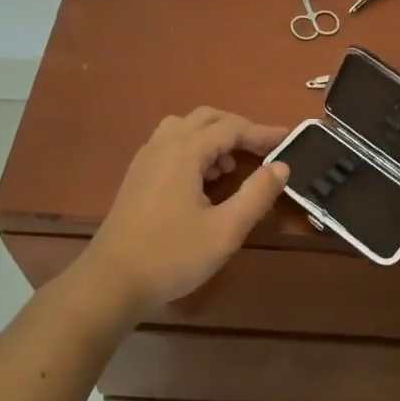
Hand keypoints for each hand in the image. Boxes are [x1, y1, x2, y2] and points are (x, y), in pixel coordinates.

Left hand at [81, 108, 289, 317]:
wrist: (111, 282)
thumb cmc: (172, 255)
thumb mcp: (225, 229)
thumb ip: (256, 194)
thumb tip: (280, 166)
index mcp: (185, 151)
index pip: (231, 128)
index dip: (261, 132)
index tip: (288, 139)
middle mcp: (163, 145)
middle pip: (206, 118)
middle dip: (238, 128)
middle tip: (262, 149)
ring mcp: (145, 159)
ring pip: (184, 128)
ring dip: (213, 137)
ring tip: (231, 167)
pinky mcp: (137, 176)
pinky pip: (169, 144)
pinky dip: (193, 148)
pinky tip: (202, 181)